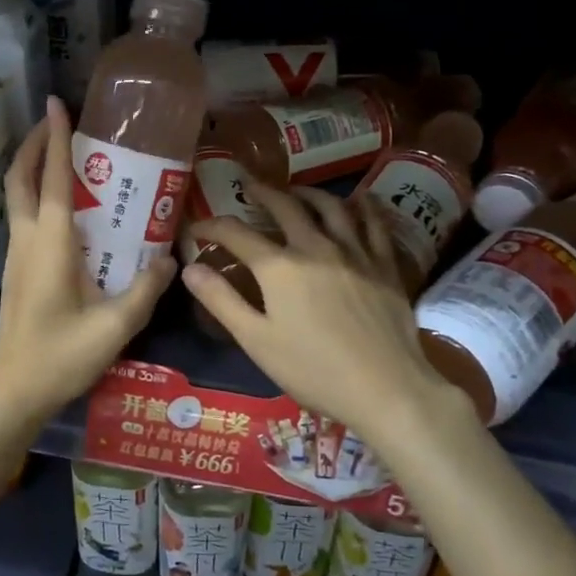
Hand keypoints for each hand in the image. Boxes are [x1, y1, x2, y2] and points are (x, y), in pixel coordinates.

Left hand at [0, 98, 175, 431]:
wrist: (14, 391)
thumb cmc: (62, 357)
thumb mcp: (115, 326)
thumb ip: (146, 288)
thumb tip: (171, 257)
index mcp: (50, 244)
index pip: (51, 178)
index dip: (54, 137)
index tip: (57, 103)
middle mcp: (28, 240)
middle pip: (19, 178)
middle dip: (33, 143)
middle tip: (56, 121)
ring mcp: (16, 255)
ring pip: (16, 196)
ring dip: (30, 166)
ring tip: (58, 152)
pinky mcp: (16, 269)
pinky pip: (22, 216)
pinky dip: (33, 192)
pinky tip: (59, 203)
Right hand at [183, 184, 464, 438]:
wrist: (386, 389)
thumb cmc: (314, 371)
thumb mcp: (256, 341)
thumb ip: (221, 301)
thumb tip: (189, 268)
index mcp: (279, 267)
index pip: (236, 233)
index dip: (211, 226)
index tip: (197, 228)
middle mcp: (315, 247)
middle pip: (285, 206)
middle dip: (262, 193)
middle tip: (250, 186)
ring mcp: (354, 252)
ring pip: (330, 206)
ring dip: (308, 193)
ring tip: (296, 191)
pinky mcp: (384, 265)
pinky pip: (374, 224)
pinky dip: (364, 206)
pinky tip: (360, 200)